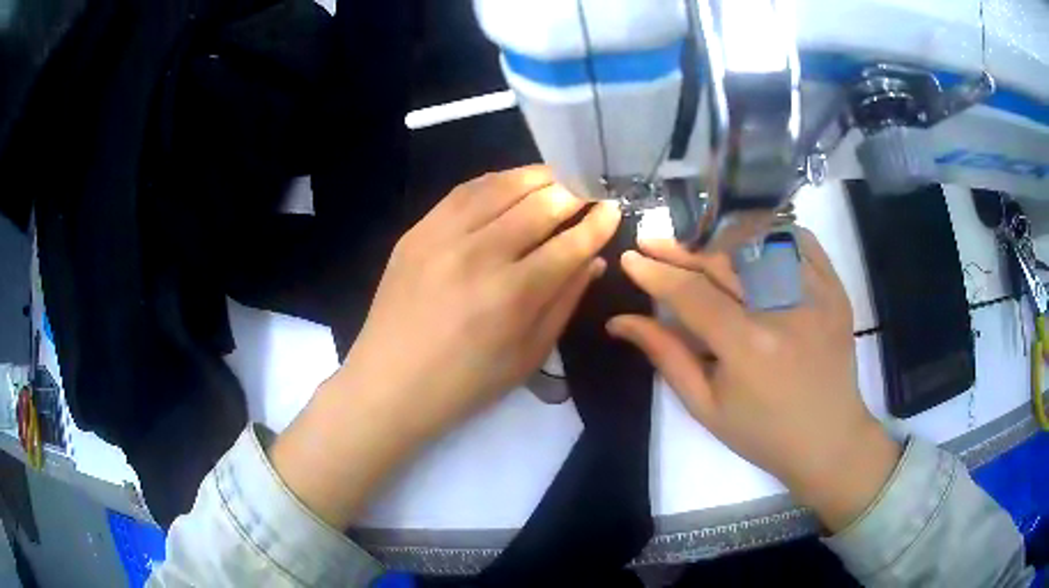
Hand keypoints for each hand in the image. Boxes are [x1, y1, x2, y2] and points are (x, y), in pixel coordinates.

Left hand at [271, 167, 620, 527]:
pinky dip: (495, 180)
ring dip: (537, 177)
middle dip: (574, 193)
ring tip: (557, 178)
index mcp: (513, 295)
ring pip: (502, 187)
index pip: (569, 243)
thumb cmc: (465, 383)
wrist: (390, 383)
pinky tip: (511, 182)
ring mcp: (443, 237)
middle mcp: (480, 255)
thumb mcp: (528, 355)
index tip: (613, 210)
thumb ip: (564, 301)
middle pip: (540, 205)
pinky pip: (463, 191)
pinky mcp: (417, 231)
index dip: (597, 224)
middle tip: (589, 192)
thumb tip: (592, 259)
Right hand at [608, 230, 899, 531]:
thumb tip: (620, 321)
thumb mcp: (706, 406)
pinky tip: (748, 237)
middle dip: (680, 249)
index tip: (630, 259)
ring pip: (759, 241)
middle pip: (722, 260)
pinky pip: (800, 241)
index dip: (656, 274)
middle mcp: (783, 308)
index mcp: (748, 346)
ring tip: (693, 240)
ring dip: (720, 236)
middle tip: (651, 242)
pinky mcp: (835, 288)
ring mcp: (815, 293)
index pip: (691, 293)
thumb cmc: (762, 433)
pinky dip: (771, 231)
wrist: (829, 438)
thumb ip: (666, 356)